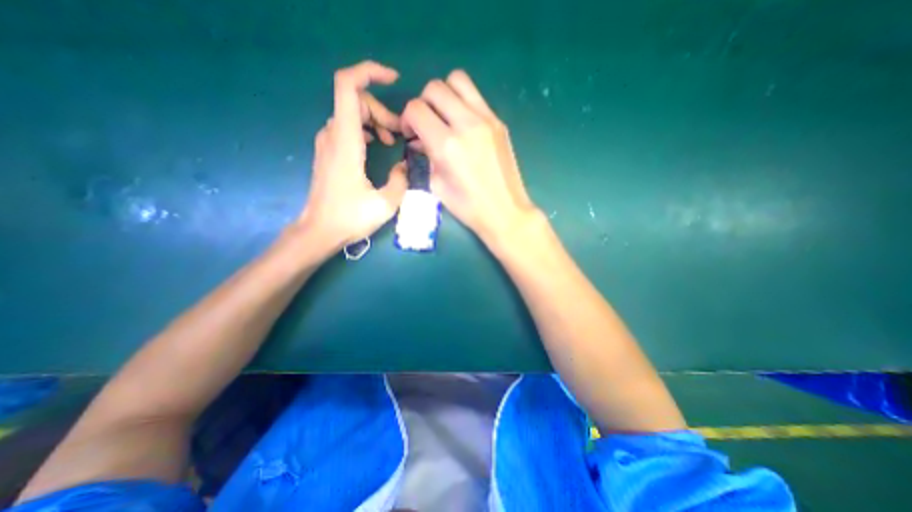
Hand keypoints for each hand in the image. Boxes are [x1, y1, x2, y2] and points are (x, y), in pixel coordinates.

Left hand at [298, 61, 408, 252]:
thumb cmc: (350, 218)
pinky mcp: (328, 152)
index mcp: (346, 142)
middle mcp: (333, 135)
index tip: (393, 79)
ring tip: (392, 141)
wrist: (319, 230)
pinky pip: (347, 127)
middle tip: (400, 133)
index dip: (369, 73)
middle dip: (382, 110)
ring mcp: (327, 143)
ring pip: (352, 113)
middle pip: (355, 100)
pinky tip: (377, 145)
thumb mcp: (385, 204)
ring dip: (375, 121)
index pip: (348, 87)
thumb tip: (404, 164)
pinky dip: (366, 129)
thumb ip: (400, 180)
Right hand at [400, 69, 539, 242]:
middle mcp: (466, 124)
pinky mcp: (499, 122)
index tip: (411, 134)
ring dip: (444, 95)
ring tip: (445, 118)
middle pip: (435, 88)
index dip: (406, 119)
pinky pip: (476, 96)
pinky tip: (464, 125)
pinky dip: (463, 103)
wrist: (505, 211)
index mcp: (447, 145)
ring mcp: (487, 119)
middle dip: (423, 104)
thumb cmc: (468, 207)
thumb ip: (427, 156)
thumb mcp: (437, 185)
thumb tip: (421, 140)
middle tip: (427, 125)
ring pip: (458, 80)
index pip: (416, 109)